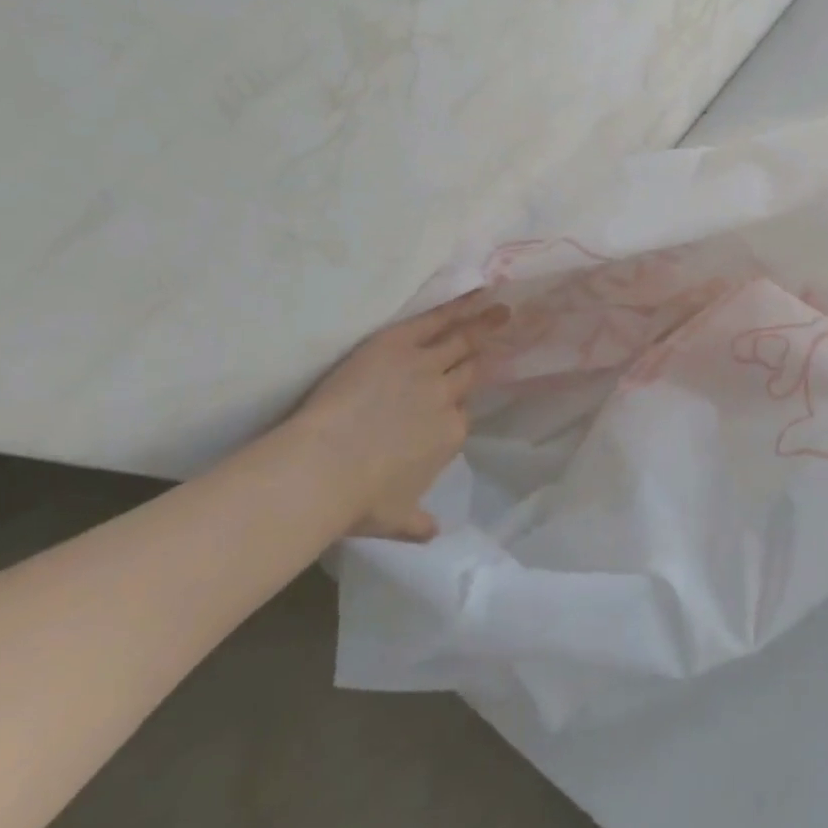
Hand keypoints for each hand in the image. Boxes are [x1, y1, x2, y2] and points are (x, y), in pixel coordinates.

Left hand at [288, 292, 510, 539]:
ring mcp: (425, 367)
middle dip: (482, 358)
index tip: (450, 401)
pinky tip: (479, 293)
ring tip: (503, 310)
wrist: (325, 468)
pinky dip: (460, 306)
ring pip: (462, 341)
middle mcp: (446, 397)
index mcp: (449, 435)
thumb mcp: (393, 519)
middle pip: (468, 372)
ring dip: (484, 325)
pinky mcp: (399, 344)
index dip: (453, 406)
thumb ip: (416, 523)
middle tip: (498, 340)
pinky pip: (438, 320)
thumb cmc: (356, 500)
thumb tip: (433, 534)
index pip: (460, 414)